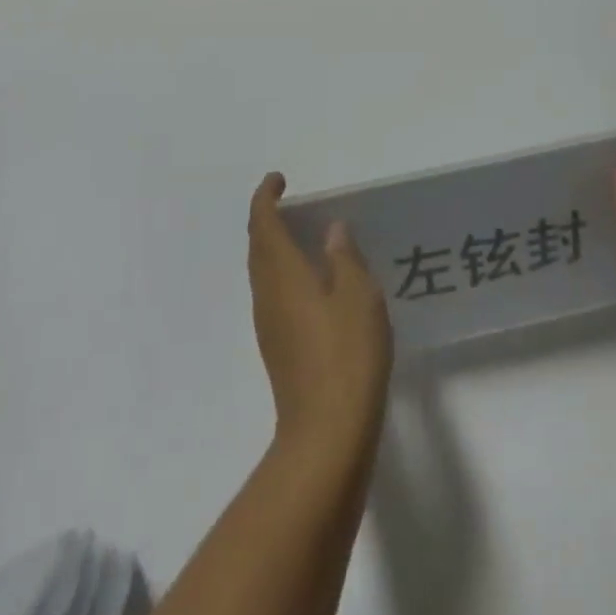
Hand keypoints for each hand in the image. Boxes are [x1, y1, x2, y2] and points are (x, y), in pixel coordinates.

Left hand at [248, 173, 392, 461]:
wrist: (326, 434)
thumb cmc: (345, 354)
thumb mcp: (358, 296)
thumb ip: (344, 258)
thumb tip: (332, 230)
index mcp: (282, 273)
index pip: (262, 223)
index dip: (266, 197)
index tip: (278, 180)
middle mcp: (267, 294)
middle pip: (257, 247)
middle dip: (266, 220)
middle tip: (288, 205)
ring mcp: (268, 325)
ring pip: (262, 273)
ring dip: (273, 248)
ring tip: (301, 239)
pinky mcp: (278, 349)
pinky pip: (272, 295)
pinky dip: (283, 275)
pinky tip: (310, 285)